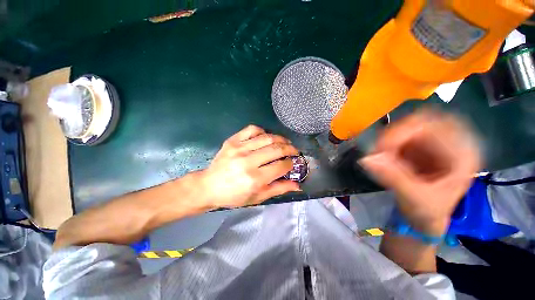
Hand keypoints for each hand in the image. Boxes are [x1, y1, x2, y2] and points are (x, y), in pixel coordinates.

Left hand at [199, 125, 299, 208]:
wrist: (209, 186)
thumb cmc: (234, 196)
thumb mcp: (257, 197)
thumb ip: (278, 189)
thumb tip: (298, 185)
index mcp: (255, 179)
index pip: (281, 166)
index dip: (291, 163)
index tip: (293, 163)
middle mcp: (248, 161)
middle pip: (277, 149)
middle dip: (290, 148)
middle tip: (294, 150)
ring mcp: (239, 148)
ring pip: (267, 137)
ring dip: (280, 139)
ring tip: (285, 142)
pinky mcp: (232, 141)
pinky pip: (252, 129)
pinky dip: (262, 131)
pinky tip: (265, 137)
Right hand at [360, 111, 480, 234]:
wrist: (424, 219)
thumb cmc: (429, 213)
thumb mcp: (416, 199)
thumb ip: (394, 178)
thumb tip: (366, 159)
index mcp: (462, 154)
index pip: (436, 125)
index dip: (406, 131)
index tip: (383, 148)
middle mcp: (449, 143)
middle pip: (418, 122)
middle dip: (393, 135)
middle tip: (377, 151)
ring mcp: (430, 144)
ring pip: (404, 128)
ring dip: (386, 141)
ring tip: (378, 157)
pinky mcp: (414, 147)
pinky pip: (396, 137)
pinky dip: (384, 146)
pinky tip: (381, 158)